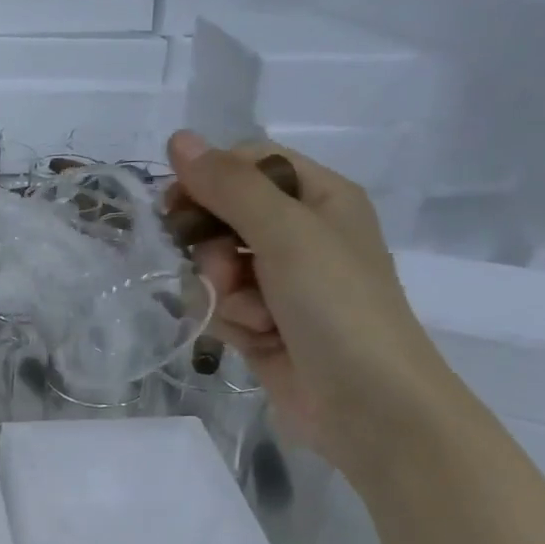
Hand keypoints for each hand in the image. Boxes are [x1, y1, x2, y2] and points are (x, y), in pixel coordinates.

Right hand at [168, 131, 461, 476]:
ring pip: (216, 267)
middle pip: (223, 218)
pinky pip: (223, 307)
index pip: (247, 164)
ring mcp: (281, 284)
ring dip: (224, 293)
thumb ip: (229, 186)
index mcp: (319, 197)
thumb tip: (177, 138)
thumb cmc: (337, 306)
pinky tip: (255, 340)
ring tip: (255, 318)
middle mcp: (300, 235)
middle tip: (226, 271)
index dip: (208, 180)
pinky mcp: (264, 325)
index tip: (176, 206)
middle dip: (215, 248)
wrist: (368, 405)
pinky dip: (232, 322)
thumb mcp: (286, 233)